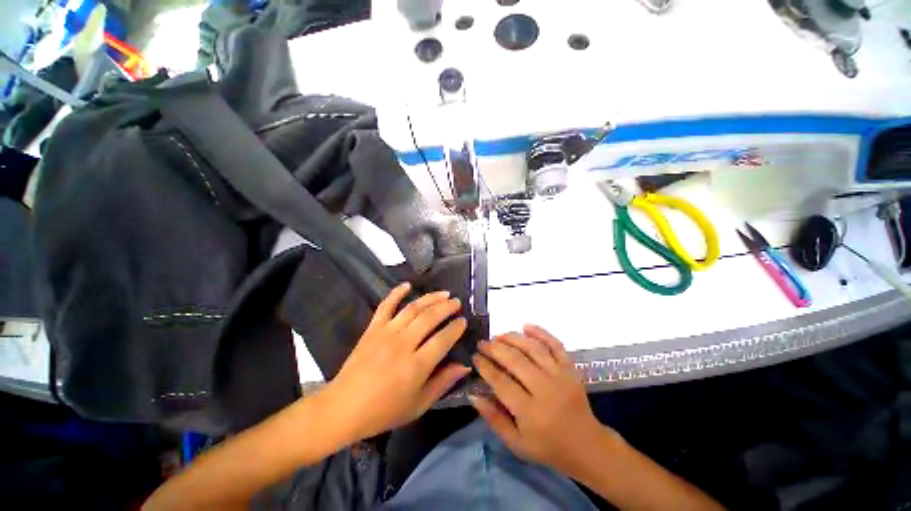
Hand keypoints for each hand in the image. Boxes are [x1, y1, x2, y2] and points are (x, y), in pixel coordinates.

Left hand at [320, 283, 470, 443]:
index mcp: (416, 366)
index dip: (456, 328)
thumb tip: (464, 366)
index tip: (463, 321)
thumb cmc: (383, 411)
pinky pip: (385, 305)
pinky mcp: (372, 329)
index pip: (443, 339)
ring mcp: (386, 333)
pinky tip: (407, 284)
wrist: (343, 408)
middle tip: (456, 302)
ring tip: (443, 293)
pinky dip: (396, 292)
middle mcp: (403, 344)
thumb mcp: (418, 405)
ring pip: (413, 308)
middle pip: (430, 318)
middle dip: (446, 307)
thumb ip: (443, 383)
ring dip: (430, 298)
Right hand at [470, 325, 610, 473]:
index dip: (485, 367)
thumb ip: (493, 419)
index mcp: (530, 412)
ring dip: (513, 338)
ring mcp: (560, 376)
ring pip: (533, 348)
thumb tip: (473, 395)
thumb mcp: (516, 443)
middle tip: (483, 343)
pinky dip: (541, 332)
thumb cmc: (548, 446)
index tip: (475, 357)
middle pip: (515, 360)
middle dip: (495, 348)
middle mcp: (545, 389)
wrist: (587, 445)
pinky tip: (526, 326)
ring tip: (499, 335)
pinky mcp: (570, 368)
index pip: (501, 382)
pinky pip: (555, 344)